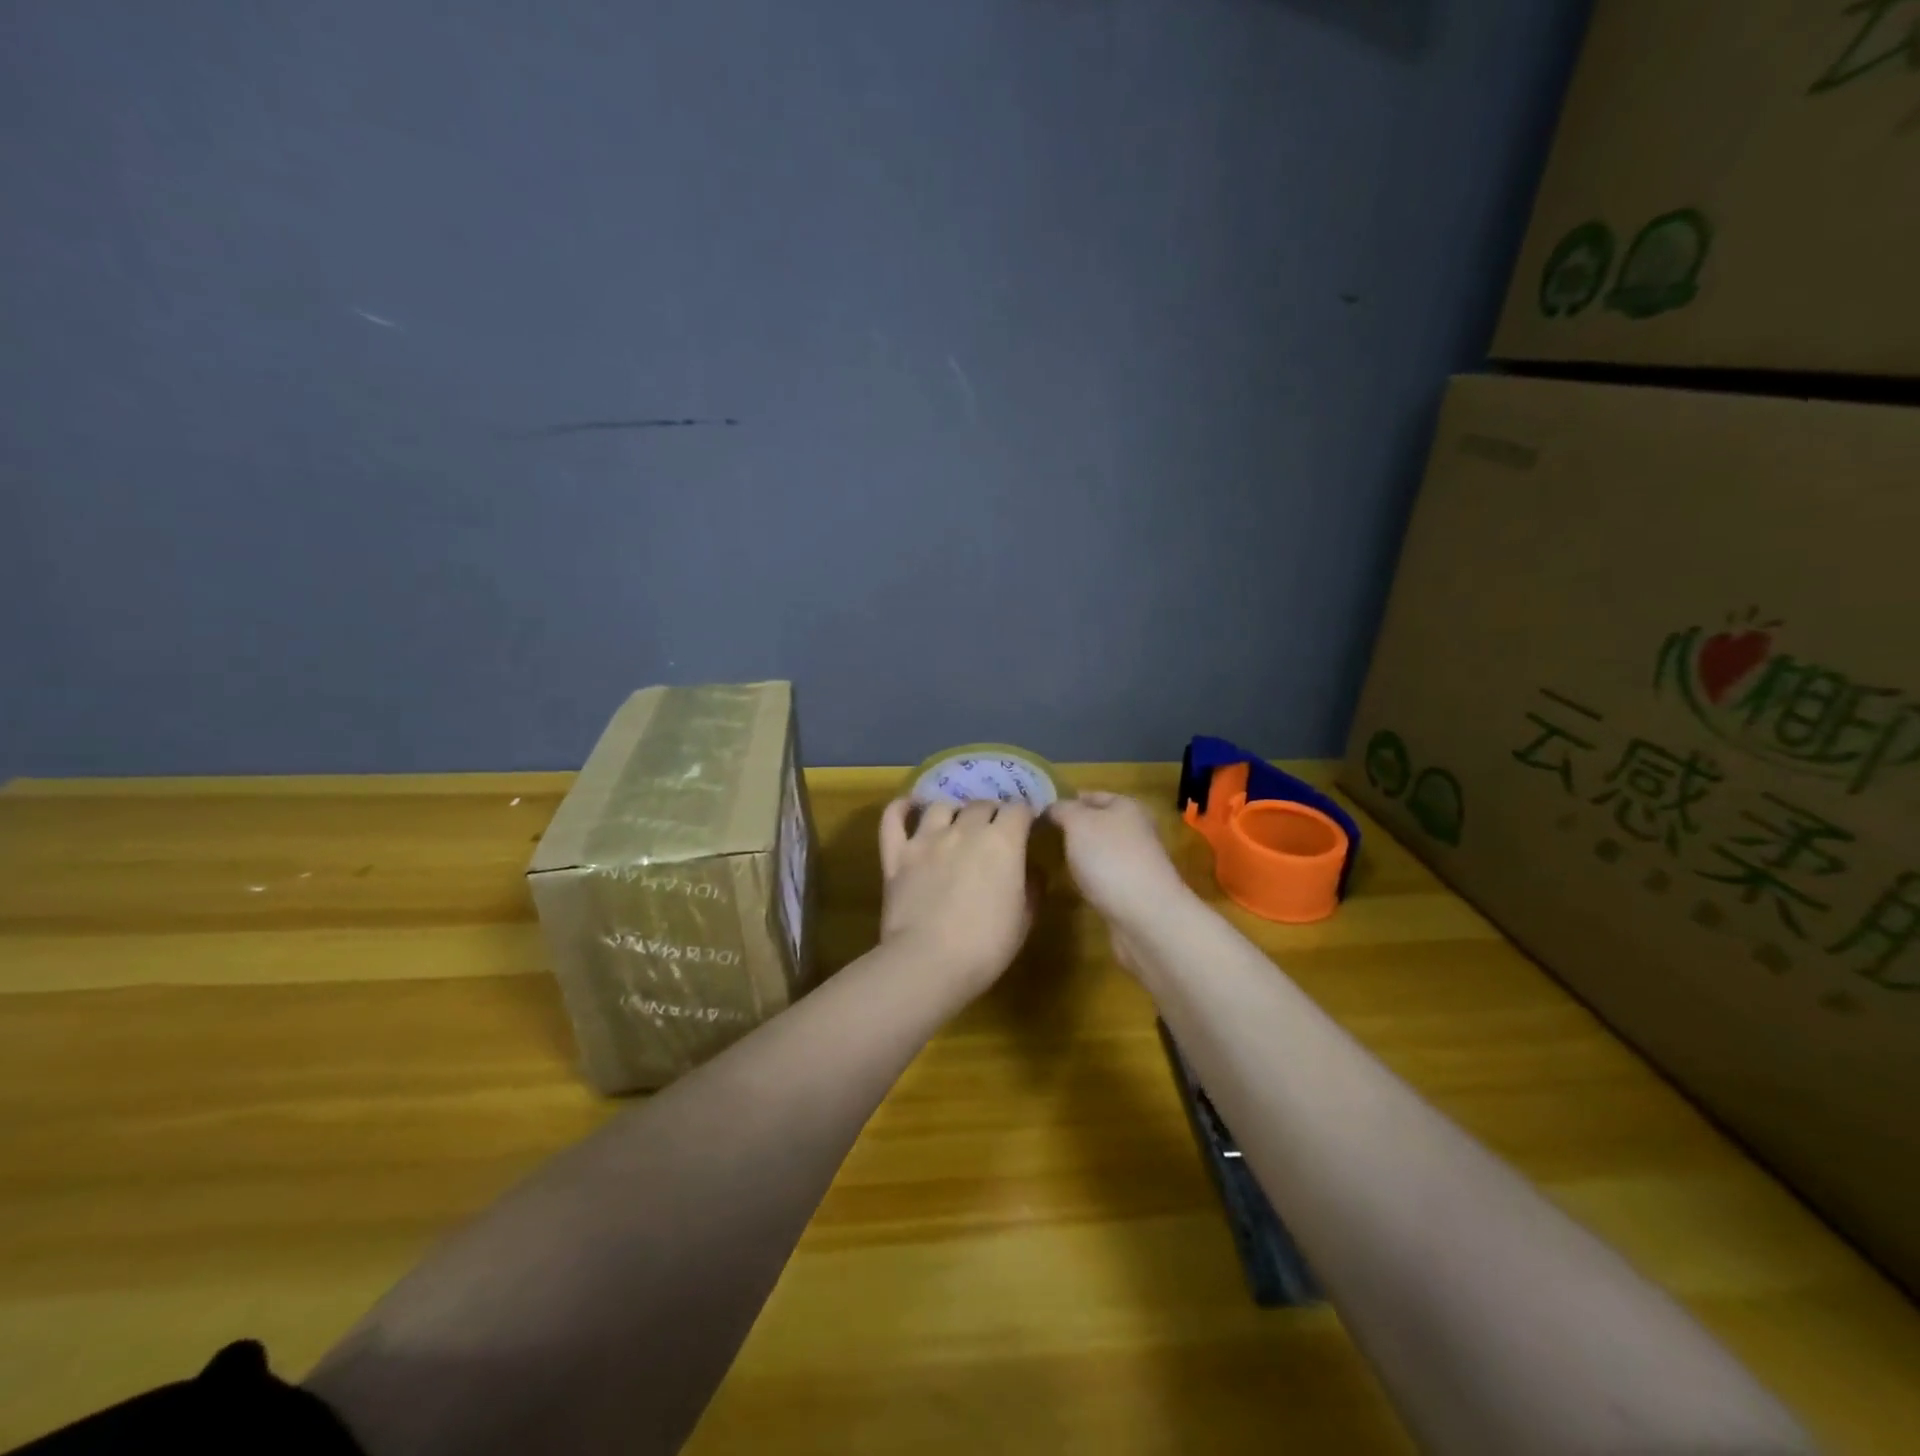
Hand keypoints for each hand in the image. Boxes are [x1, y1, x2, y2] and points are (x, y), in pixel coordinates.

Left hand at [877, 798, 1036, 992]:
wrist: (929, 962)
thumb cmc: (987, 946)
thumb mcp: (1024, 919)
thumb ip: (1032, 886)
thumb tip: (1032, 869)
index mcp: (1002, 842)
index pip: (1019, 810)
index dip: (1025, 816)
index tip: (1027, 828)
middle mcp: (965, 829)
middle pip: (982, 804)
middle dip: (992, 814)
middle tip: (994, 833)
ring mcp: (926, 839)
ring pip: (941, 806)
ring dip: (954, 812)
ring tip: (956, 825)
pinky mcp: (897, 854)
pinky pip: (894, 818)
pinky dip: (901, 808)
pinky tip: (909, 807)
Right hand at [1047, 793, 1191, 928]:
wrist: (1145, 915)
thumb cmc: (1110, 858)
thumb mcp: (1078, 823)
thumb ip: (1062, 810)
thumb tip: (1052, 807)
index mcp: (1127, 806)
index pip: (1091, 795)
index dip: (1067, 800)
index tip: (1039, 811)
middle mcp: (1135, 830)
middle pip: (1098, 823)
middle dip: (1072, 829)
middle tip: (1040, 836)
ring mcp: (1136, 862)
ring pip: (1100, 851)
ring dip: (1080, 854)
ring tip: (1051, 859)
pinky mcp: (1133, 890)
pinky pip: (1104, 876)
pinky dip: (1089, 877)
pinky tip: (1072, 884)